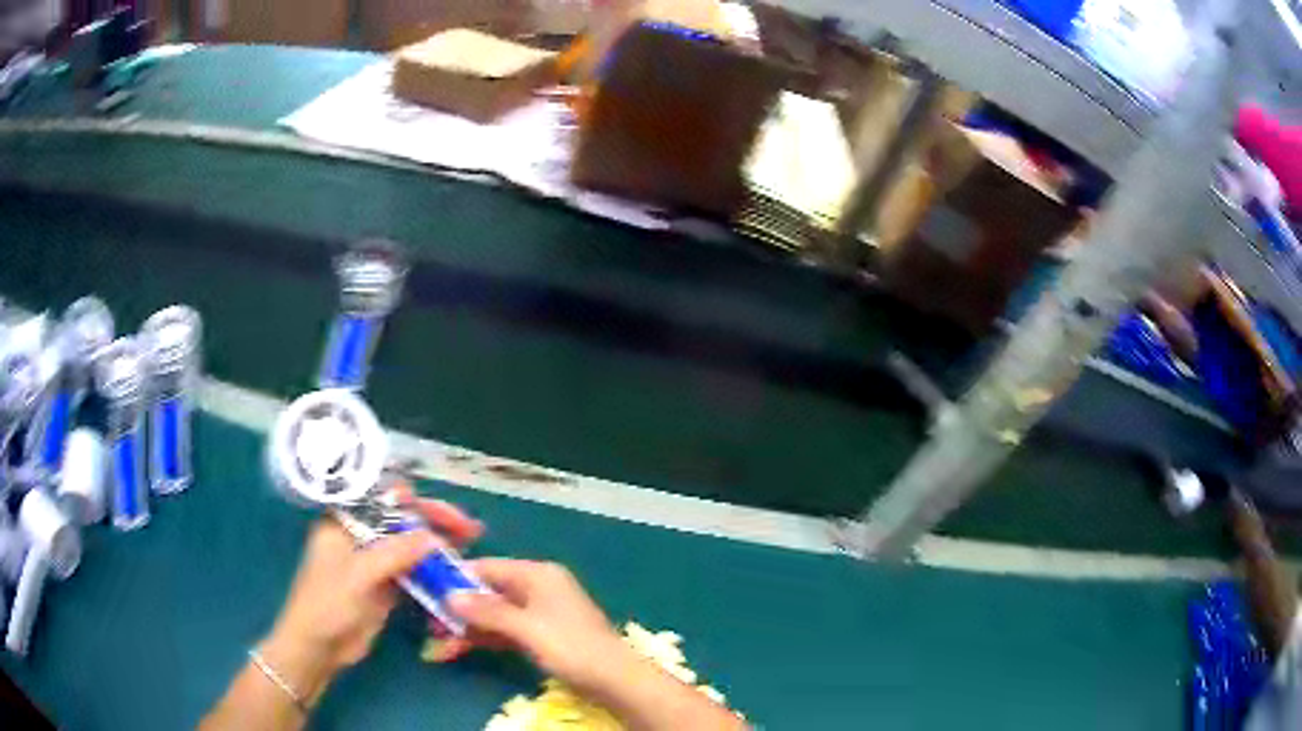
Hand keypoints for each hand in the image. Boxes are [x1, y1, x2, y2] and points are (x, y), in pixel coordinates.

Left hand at [264, 492, 483, 700]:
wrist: (319, 647)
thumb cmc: (328, 603)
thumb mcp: (358, 575)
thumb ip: (394, 553)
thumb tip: (435, 537)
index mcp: (344, 520)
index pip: (383, 497)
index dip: (416, 500)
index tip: (445, 512)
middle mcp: (360, 534)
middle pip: (402, 519)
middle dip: (435, 520)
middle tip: (469, 528)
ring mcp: (374, 560)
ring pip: (411, 544)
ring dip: (439, 543)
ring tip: (472, 542)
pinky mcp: (385, 585)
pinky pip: (413, 569)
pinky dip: (433, 568)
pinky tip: (455, 568)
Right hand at [446, 560, 628, 695]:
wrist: (615, 679)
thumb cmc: (571, 647)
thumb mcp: (526, 628)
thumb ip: (487, 611)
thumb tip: (450, 595)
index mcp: (537, 574)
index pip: (488, 567)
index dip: (457, 579)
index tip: (427, 590)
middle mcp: (537, 588)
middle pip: (489, 592)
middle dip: (460, 610)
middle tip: (430, 626)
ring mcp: (540, 613)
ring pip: (495, 615)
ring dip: (468, 628)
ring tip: (439, 645)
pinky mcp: (541, 635)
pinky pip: (506, 631)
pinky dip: (486, 639)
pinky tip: (461, 649)